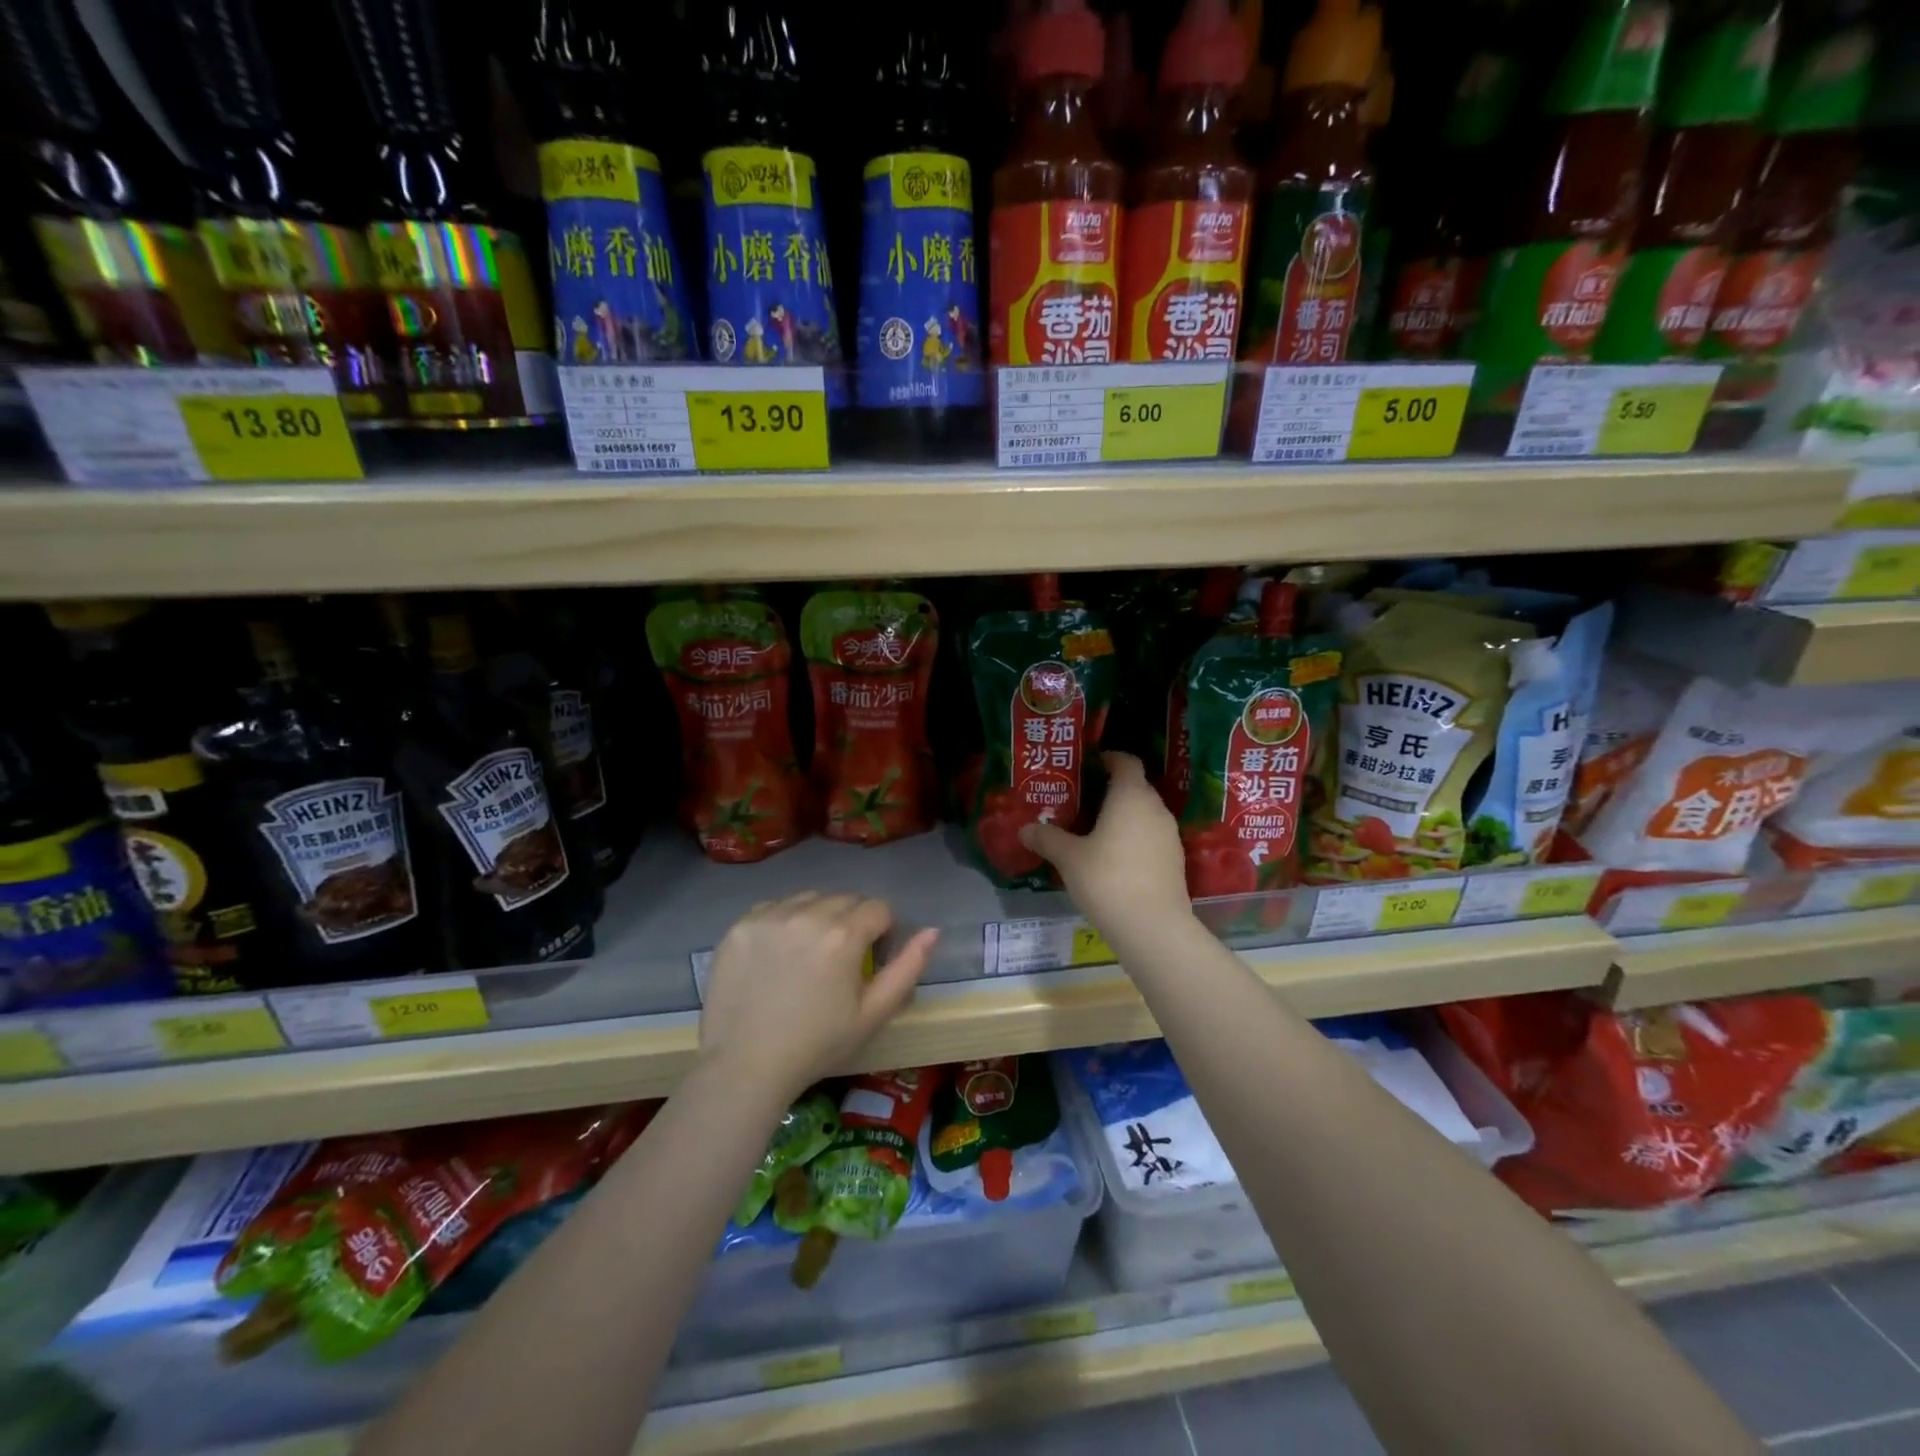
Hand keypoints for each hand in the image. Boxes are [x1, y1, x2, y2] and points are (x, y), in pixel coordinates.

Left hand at [699, 893, 938, 1101]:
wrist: (744, 1066)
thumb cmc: (817, 1045)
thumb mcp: (872, 1014)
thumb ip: (907, 968)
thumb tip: (932, 931)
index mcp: (843, 935)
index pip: (878, 908)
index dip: (883, 931)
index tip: (872, 958)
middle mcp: (807, 914)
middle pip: (845, 899)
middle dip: (852, 921)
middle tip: (841, 959)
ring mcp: (769, 917)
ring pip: (809, 898)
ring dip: (818, 916)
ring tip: (808, 953)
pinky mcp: (740, 925)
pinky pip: (773, 907)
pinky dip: (783, 920)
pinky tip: (778, 952)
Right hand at [1020, 752, 1193, 944]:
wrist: (1152, 927)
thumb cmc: (1106, 879)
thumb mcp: (1069, 858)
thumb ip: (1047, 838)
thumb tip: (1024, 829)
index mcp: (1131, 796)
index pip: (1127, 762)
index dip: (1110, 759)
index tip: (1090, 765)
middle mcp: (1155, 808)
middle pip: (1136, 787)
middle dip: (1112, 790)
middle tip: (1083, 801)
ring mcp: (1170, 835)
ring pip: (1145, 814)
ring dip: (1124, 816)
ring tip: (1096, 830)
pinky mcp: (1175, 860)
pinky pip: (1152, 837)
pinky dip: (1135, 838)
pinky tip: (1115, 858)